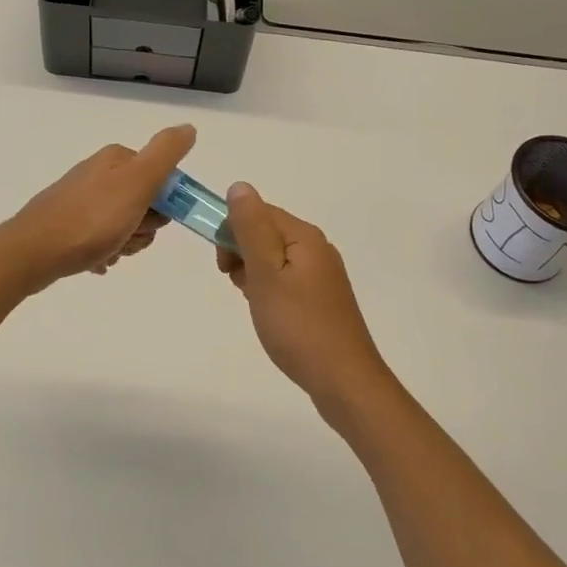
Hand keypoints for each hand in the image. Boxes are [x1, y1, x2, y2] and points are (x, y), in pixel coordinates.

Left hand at [5, 125, 195, 289]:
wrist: (32, 252)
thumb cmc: (91, 219)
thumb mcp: (137, 182)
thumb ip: (166, 154)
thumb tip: (189, 127)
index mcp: (118, 159)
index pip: (162, 180)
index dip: (164, 207)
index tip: (147, 222)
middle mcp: (100, 172)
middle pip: (145, 204)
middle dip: (143, 229)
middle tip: (125, 238)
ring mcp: (82, 198)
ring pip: (125, 224)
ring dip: (124, 243)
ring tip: (107, 252)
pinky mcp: (69, 223)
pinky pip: (102, 238)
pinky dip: (105, 252)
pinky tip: (96, 261)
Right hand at [216, 183, 391, 412]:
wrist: (343, 380)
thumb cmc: (298, 326)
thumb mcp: (266, 274)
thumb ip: (251, 228)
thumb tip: (239, 186)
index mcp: (304, 236)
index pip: (258, 211)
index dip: (232, 230)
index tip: (222, 264)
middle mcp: (316, 248)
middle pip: (266, 231)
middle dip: (241, 251)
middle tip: (236, 283)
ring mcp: (321, 274)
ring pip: (274, 257)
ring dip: (252, 271)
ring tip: (251, 301)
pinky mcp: (321, 298)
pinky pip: (285, 278)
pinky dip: (268, 287)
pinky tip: (265, 310)